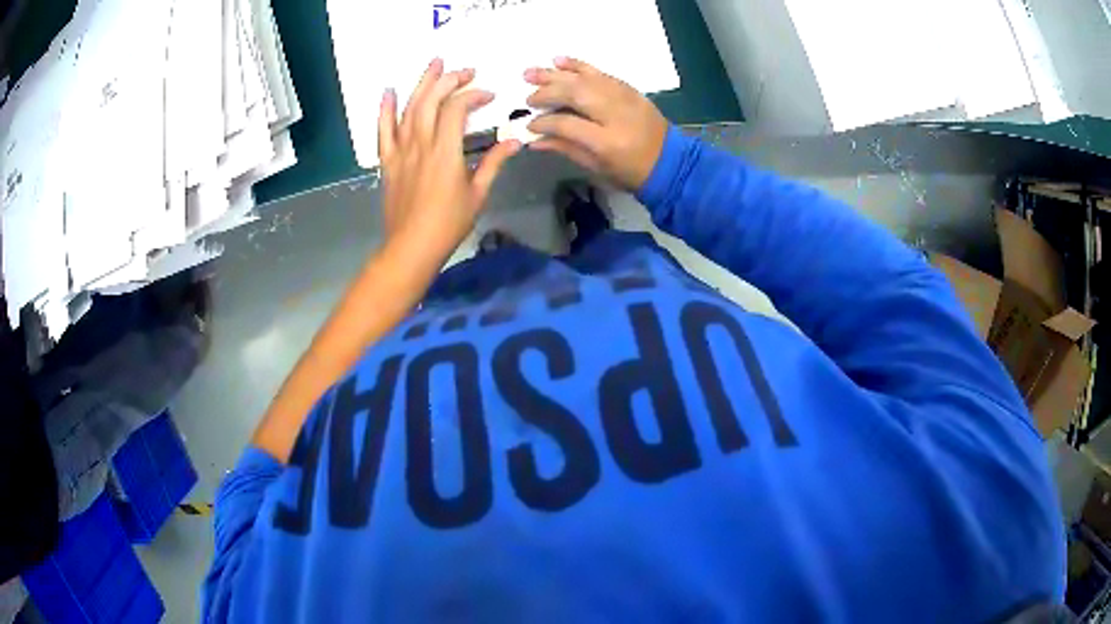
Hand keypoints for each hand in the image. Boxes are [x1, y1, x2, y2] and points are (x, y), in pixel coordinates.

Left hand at [378, 58, 520, 264]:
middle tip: (465, 71)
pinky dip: (384, 109)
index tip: (488, 96)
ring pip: (408, 108)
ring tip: (434, 64)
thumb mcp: (478, 193)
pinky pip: (383, 130)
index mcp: (445, 152)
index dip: (473, 96)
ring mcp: (401, 151)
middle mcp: (421, 144)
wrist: (411, 247)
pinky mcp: (388, 160)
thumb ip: (493, 162)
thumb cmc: (448, 224)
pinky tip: (388, 91)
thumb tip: (515, 141)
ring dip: (422, 83)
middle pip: (431, 101)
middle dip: (449, 80)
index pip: (457, 109)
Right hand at [524, 57, 668, 190]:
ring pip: (585, 79)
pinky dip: (579, 65)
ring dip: (556, 74)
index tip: (529, 124)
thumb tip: (534, 138)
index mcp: (606, 141)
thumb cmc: (630, 171)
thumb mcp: (596, 166)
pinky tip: (559, 61)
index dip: (544, 122)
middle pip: (574, 94)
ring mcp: (624, 98)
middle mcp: (614, 114)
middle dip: (547, 93)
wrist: (670, 161)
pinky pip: (600, 72)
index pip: (567, 124)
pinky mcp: (629, 89)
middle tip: (528, 97)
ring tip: (531, 72)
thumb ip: (565, 148)